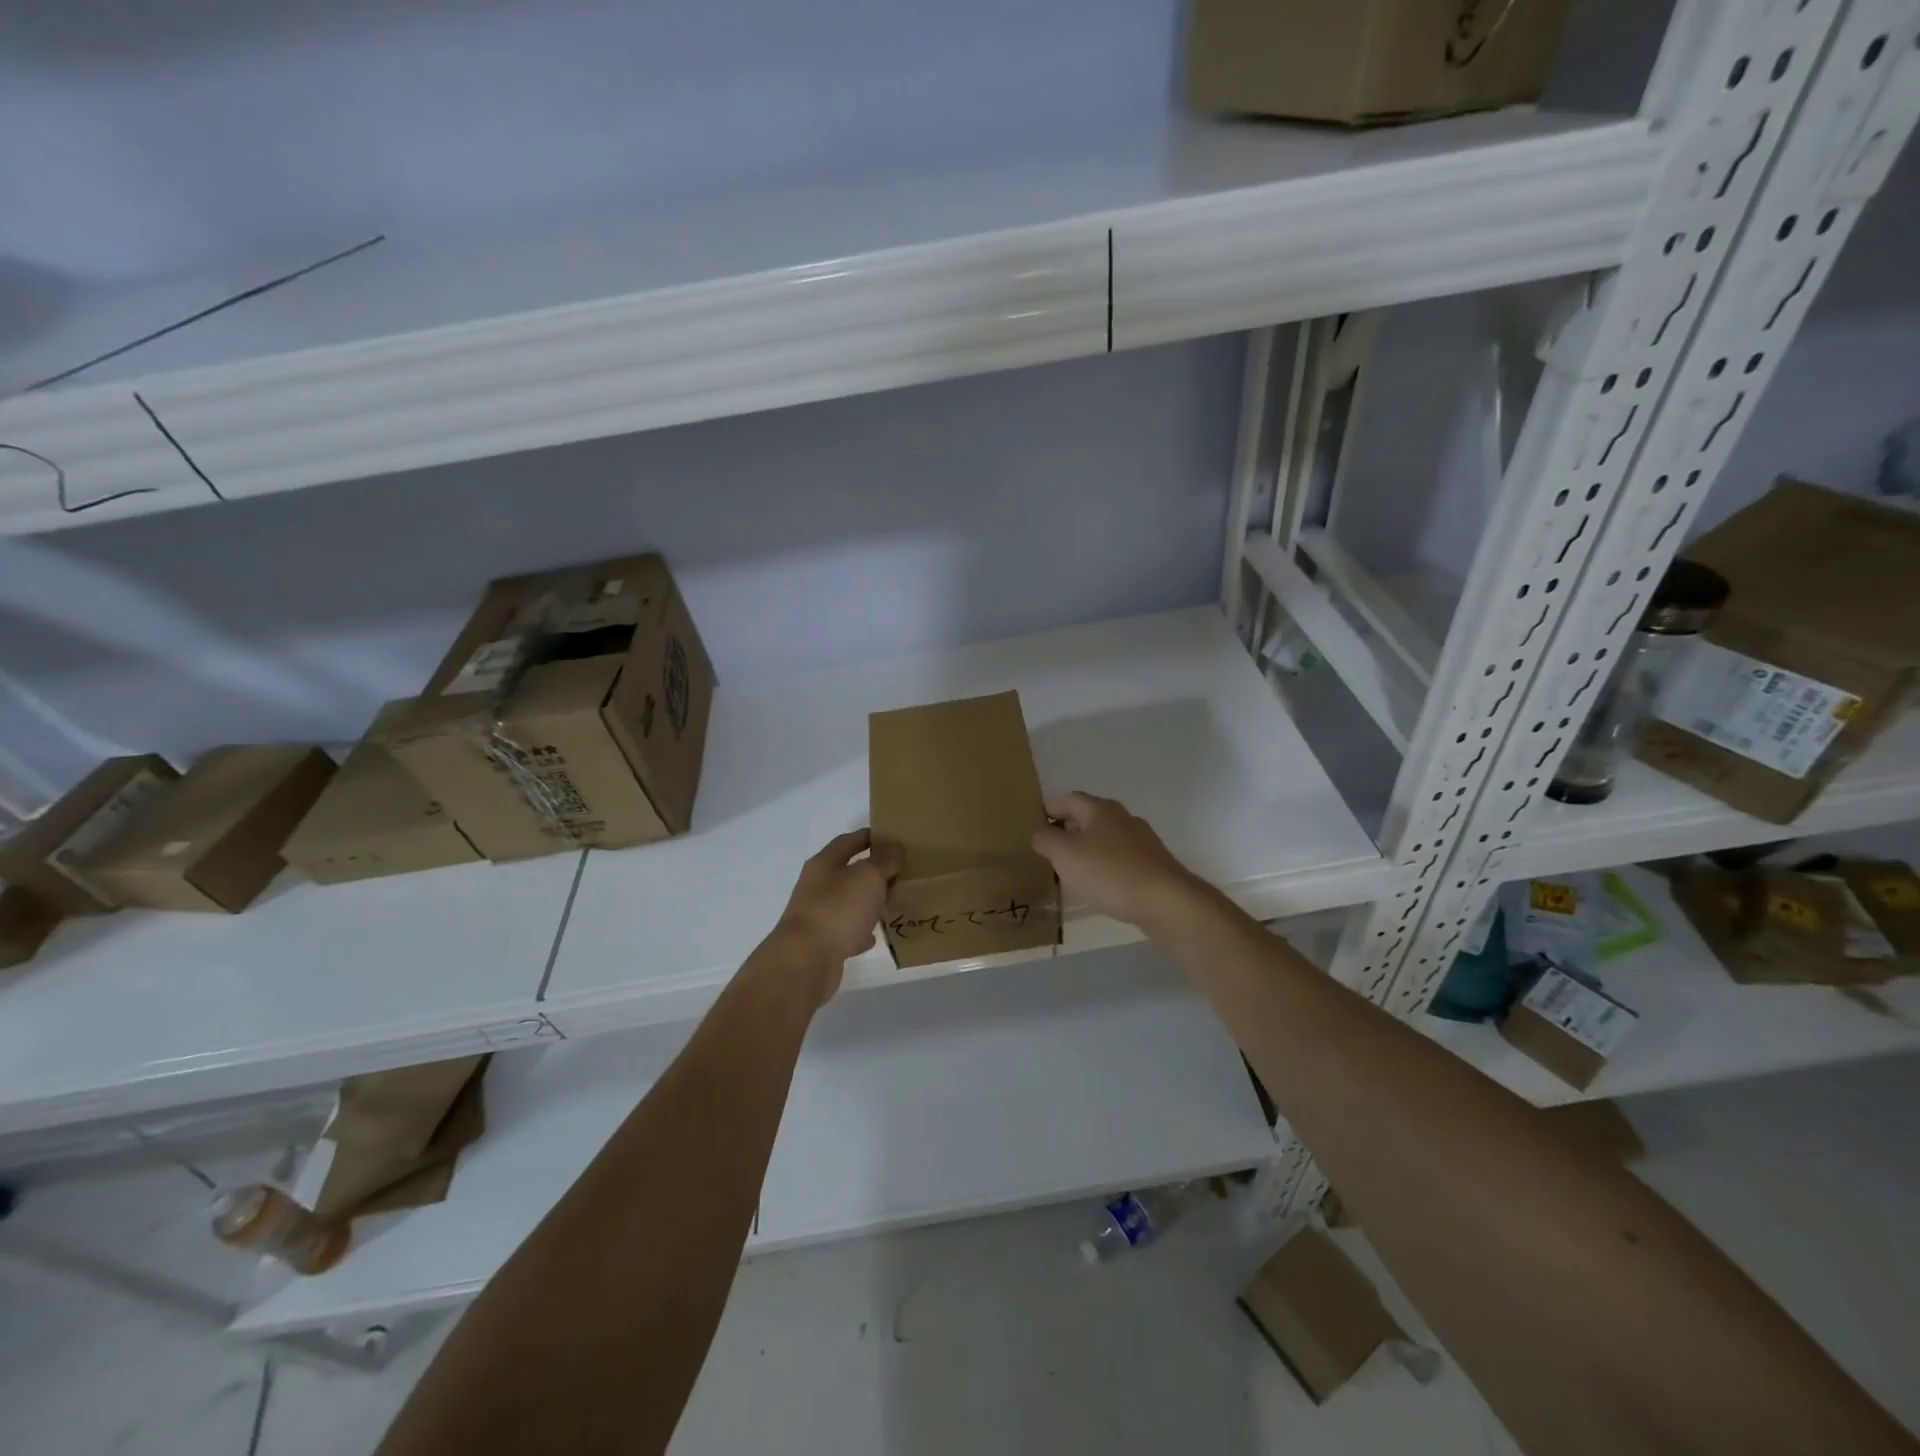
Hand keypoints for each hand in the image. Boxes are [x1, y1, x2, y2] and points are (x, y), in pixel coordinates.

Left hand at [769, 829, 902, 1002]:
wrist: (805, 962)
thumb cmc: (838, 909)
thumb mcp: (869, 876)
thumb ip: (885, 860)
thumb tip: (894, 848)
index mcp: (825, 863)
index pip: (849, 840)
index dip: (871, 837)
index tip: (894, 838)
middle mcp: (818, 885)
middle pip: (849, 871)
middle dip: (874, 871)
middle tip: (901, 873)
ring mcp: (818, 914)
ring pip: (849, 902)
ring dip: (869, 901)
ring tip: (893, 902)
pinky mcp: (821, 942)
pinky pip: (846, 931)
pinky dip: (861, 931)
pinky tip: (875, 936)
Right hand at [1031, 792, 1200, 930]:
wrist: (1165, 901)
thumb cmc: (1109, 872)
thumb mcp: (1065, 855)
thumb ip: (1046, 840)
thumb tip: (1039, 833)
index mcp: (1100, 809)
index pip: (1068, 799)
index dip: (1048, 810)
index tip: (1033, 827)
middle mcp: (1123, 818)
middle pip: (1087, 818)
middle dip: (1066, 831)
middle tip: (1047, 851)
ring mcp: (1141, 841)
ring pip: (1104, 839)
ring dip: (1086, 850)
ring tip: (1069, 871)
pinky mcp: (1152, 864)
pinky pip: (1119, 859)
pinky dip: (1104, 867)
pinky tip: (1098, 886)